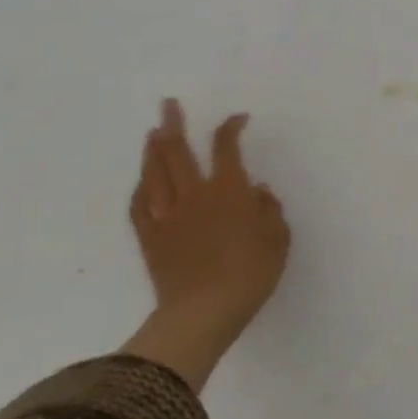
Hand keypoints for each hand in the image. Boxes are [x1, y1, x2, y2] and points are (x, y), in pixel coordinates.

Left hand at [124, 101, 290, 389]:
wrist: (203, 314)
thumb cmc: (250, 274)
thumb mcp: (278, 239)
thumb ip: (269, 209)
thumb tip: (256, 192)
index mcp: (228, 190)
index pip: (226, 147)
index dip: (231, 127)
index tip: (238, 119)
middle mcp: (194, 194)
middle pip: (178, 151)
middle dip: (173, 124)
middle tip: (168, 104)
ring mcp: (168, 216)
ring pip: (155, 174)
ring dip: (152, 150)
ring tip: (152, 133)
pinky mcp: (151, 240)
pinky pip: (139, 208)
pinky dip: (140, 189)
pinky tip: (142, 182)